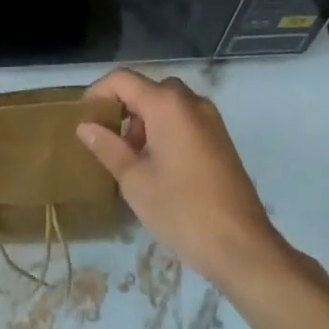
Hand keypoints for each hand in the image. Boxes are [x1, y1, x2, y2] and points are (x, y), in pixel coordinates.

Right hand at [78, 69, 302, 289]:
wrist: (244, 249)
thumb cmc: (182, 211)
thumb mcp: (135, 181)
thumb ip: (108, 147)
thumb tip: (85, 126)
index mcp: (167, 104)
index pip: (123, 79)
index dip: (98, 92)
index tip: (85, 118)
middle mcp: (190, 101)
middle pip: (146, 89)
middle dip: (123, 109)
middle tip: (108, 141)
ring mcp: (210, 119)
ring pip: (167, 104)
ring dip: (144, 120)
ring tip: (132, 159)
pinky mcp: (221, 138)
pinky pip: (184, 119)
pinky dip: (165, 129)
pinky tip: (159, 166)